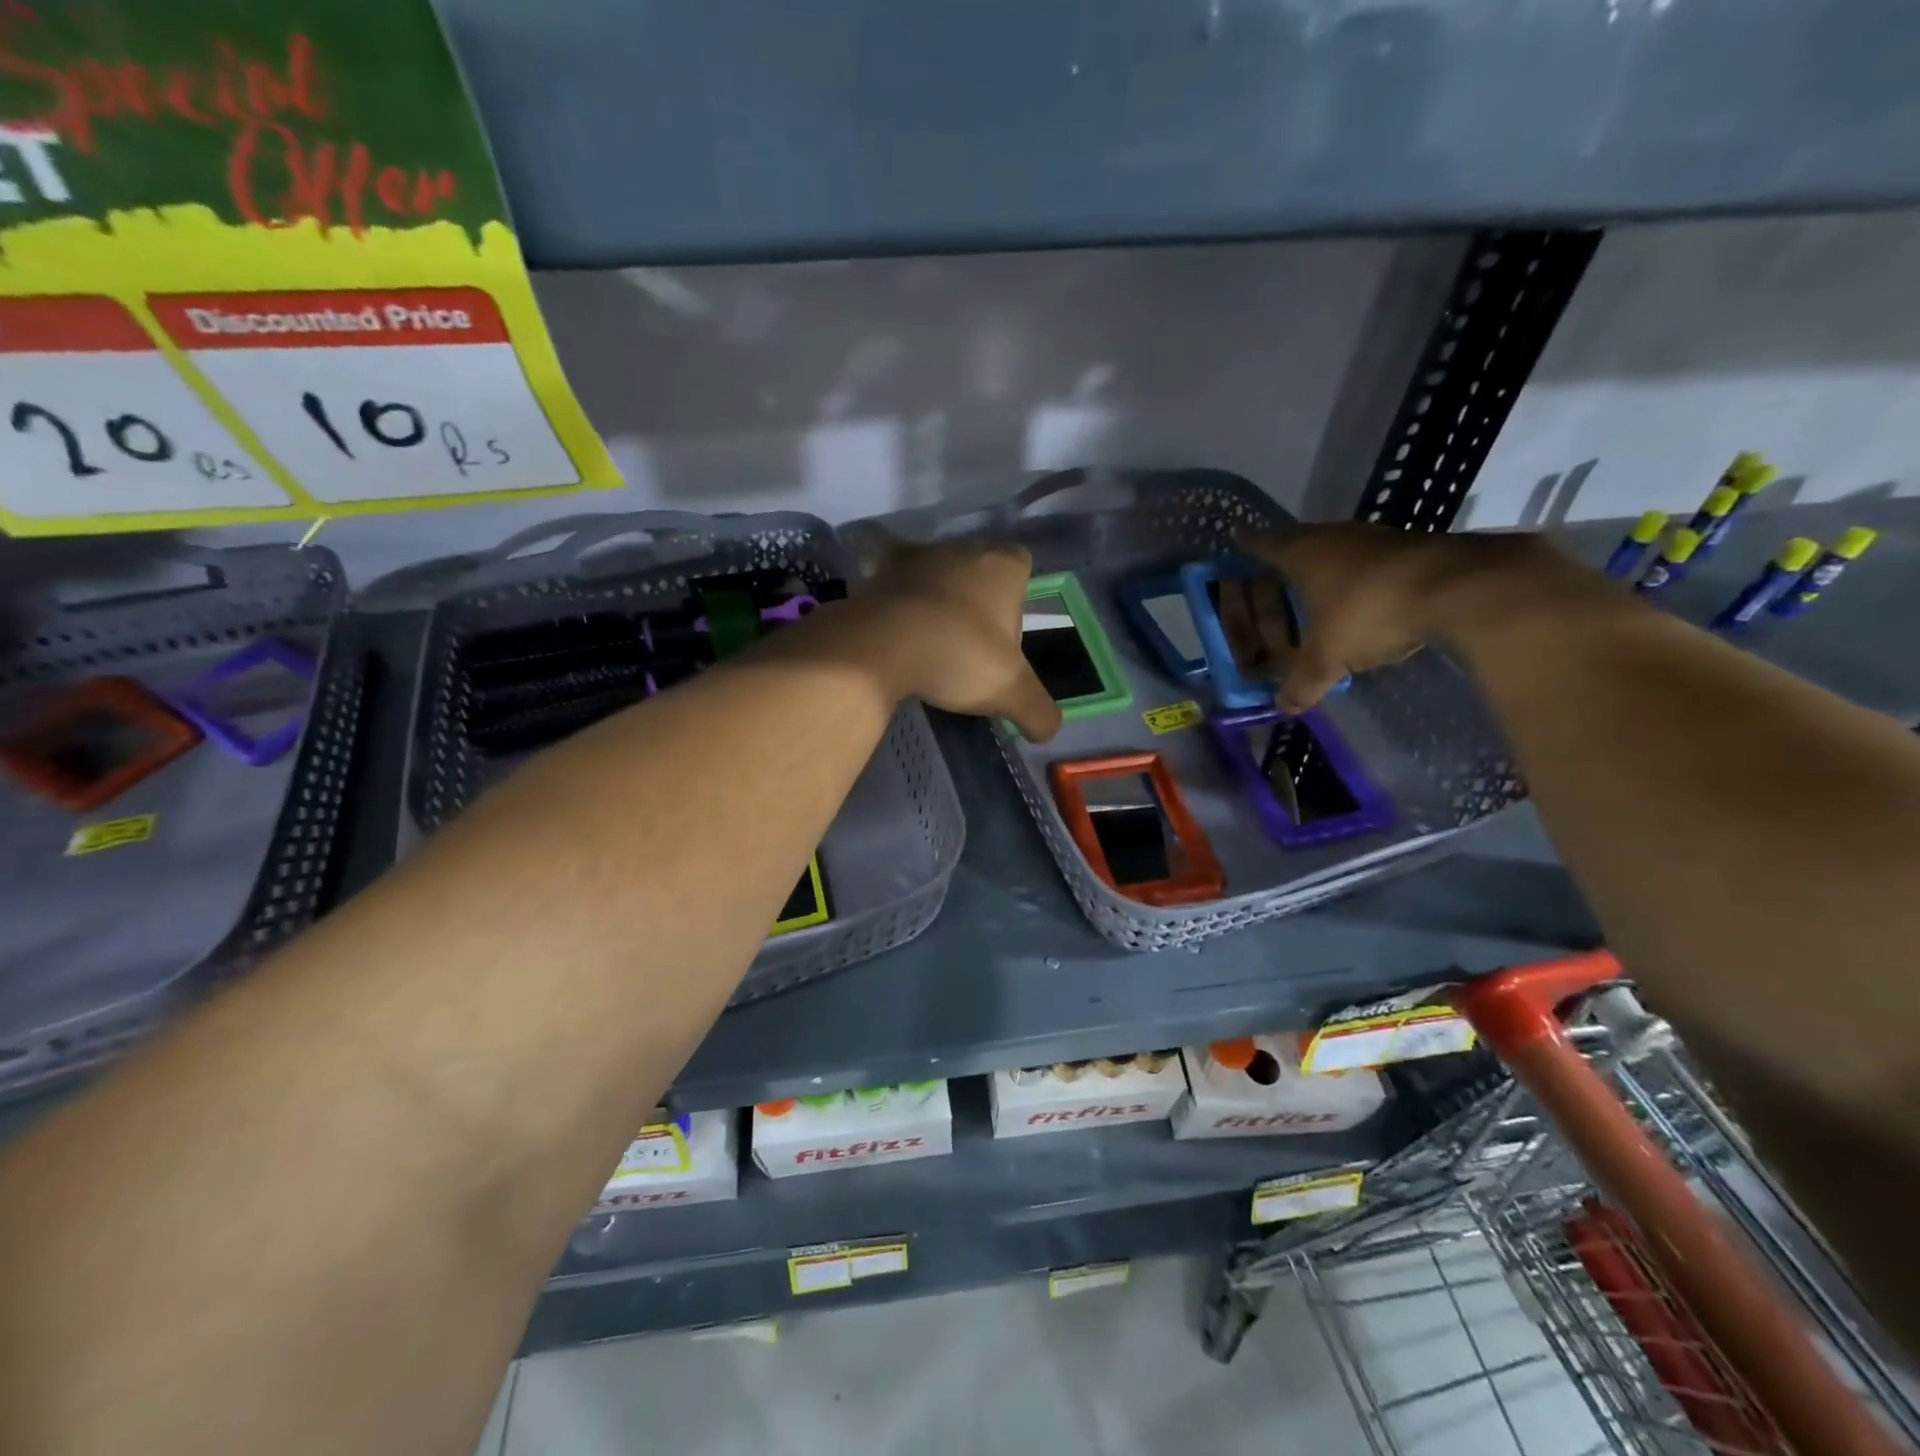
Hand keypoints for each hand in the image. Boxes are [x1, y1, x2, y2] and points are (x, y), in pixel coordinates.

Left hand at [848, 536, 1063, 742]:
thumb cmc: (958, 655)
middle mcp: (962, 547)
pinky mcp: (877, 571)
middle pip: (978, 571)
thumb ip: (1038, 711)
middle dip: (976, 602)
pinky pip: (893, 583)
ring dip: (936, 600)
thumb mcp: (1010, 692)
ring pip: (936, 575)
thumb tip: (1049, 731)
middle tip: (969, 646)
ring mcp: (916, 555)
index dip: (1016, 602)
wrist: (880, 644)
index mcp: (1003, 565)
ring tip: (930, 642)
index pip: (1021, 569)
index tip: (1004, 638)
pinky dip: (895, 601)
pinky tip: (894, 630)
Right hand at [1221, 523, 1560, 710]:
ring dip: (1320, 576)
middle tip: (1267, 588)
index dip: (1244, 550)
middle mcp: (1332, 536)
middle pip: (1294, 547)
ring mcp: (1372, 538)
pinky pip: (1365, 563)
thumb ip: (1301, 682)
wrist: (1461, 586)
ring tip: (1310, 602)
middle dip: (1279, 568)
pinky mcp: (1407, 548)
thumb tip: (1283, 708)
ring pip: (1333, 554)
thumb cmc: (1370, 611)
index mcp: (1300, 553)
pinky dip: (1353, 582)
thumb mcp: (1328, 657)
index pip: (1259, 544)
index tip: (1234, 551)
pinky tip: (1357, 606)